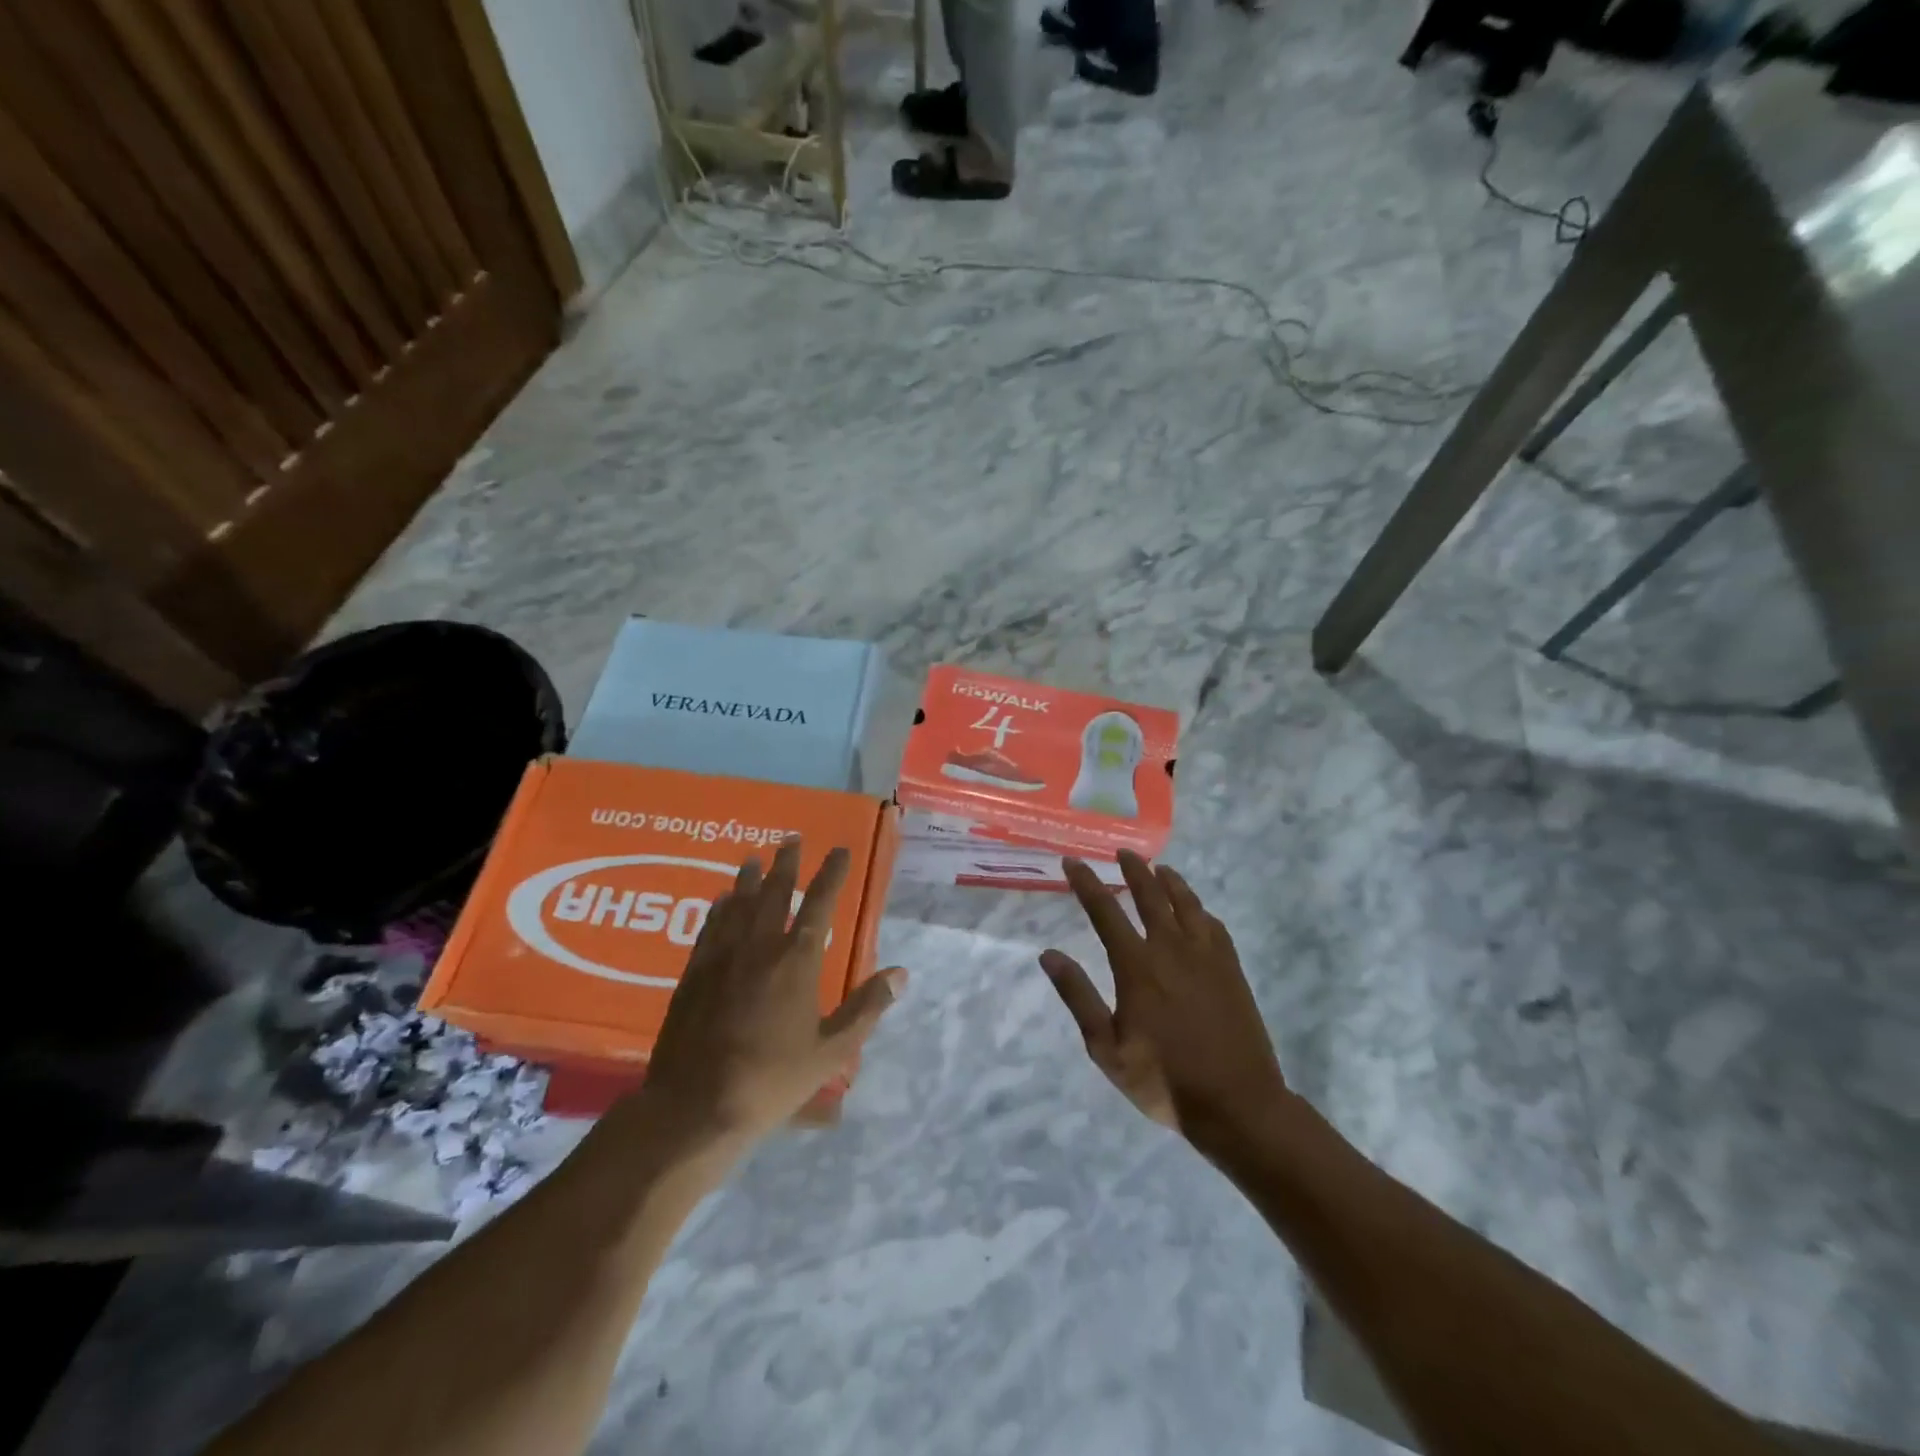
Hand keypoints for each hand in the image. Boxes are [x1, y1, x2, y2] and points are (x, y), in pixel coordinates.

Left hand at [638, 838, 903, 1148]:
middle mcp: (759, 947)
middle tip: (791, 839)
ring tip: (754, 859)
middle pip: (774, 893)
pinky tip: (719, 901)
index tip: (840, 850)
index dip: (832, 873)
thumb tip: (900, 973)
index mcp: (797, 961)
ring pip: (738, 904)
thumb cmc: (772, 1080)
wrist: (695, 1106)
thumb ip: (866, 1008)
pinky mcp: (694, 974)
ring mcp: (722, 958)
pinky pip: (710, 928)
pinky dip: (719, 909)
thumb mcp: (831, 1051)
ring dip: (749, 879)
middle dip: (787, 864)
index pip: (820, 904)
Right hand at [1040, 852, 1286, 1145]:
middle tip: (1123, 852)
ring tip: (1159, 868)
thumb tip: (1048, 954)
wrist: (1237, 1104)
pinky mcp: (1232, 969)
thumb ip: (1078, 996)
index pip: (1105, 911)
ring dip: (1169, 881)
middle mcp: (1171, 949)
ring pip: (1186, 904)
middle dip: (1133, 871)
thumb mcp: (1107, 1048)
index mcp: (1137, 966)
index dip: (1087, 883)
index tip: (1073, 862)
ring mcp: (1207, 957)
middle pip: (1150, 896)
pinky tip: (1196, 910)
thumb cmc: (1164, 1080)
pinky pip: (1214, 926)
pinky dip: (1200, 909)